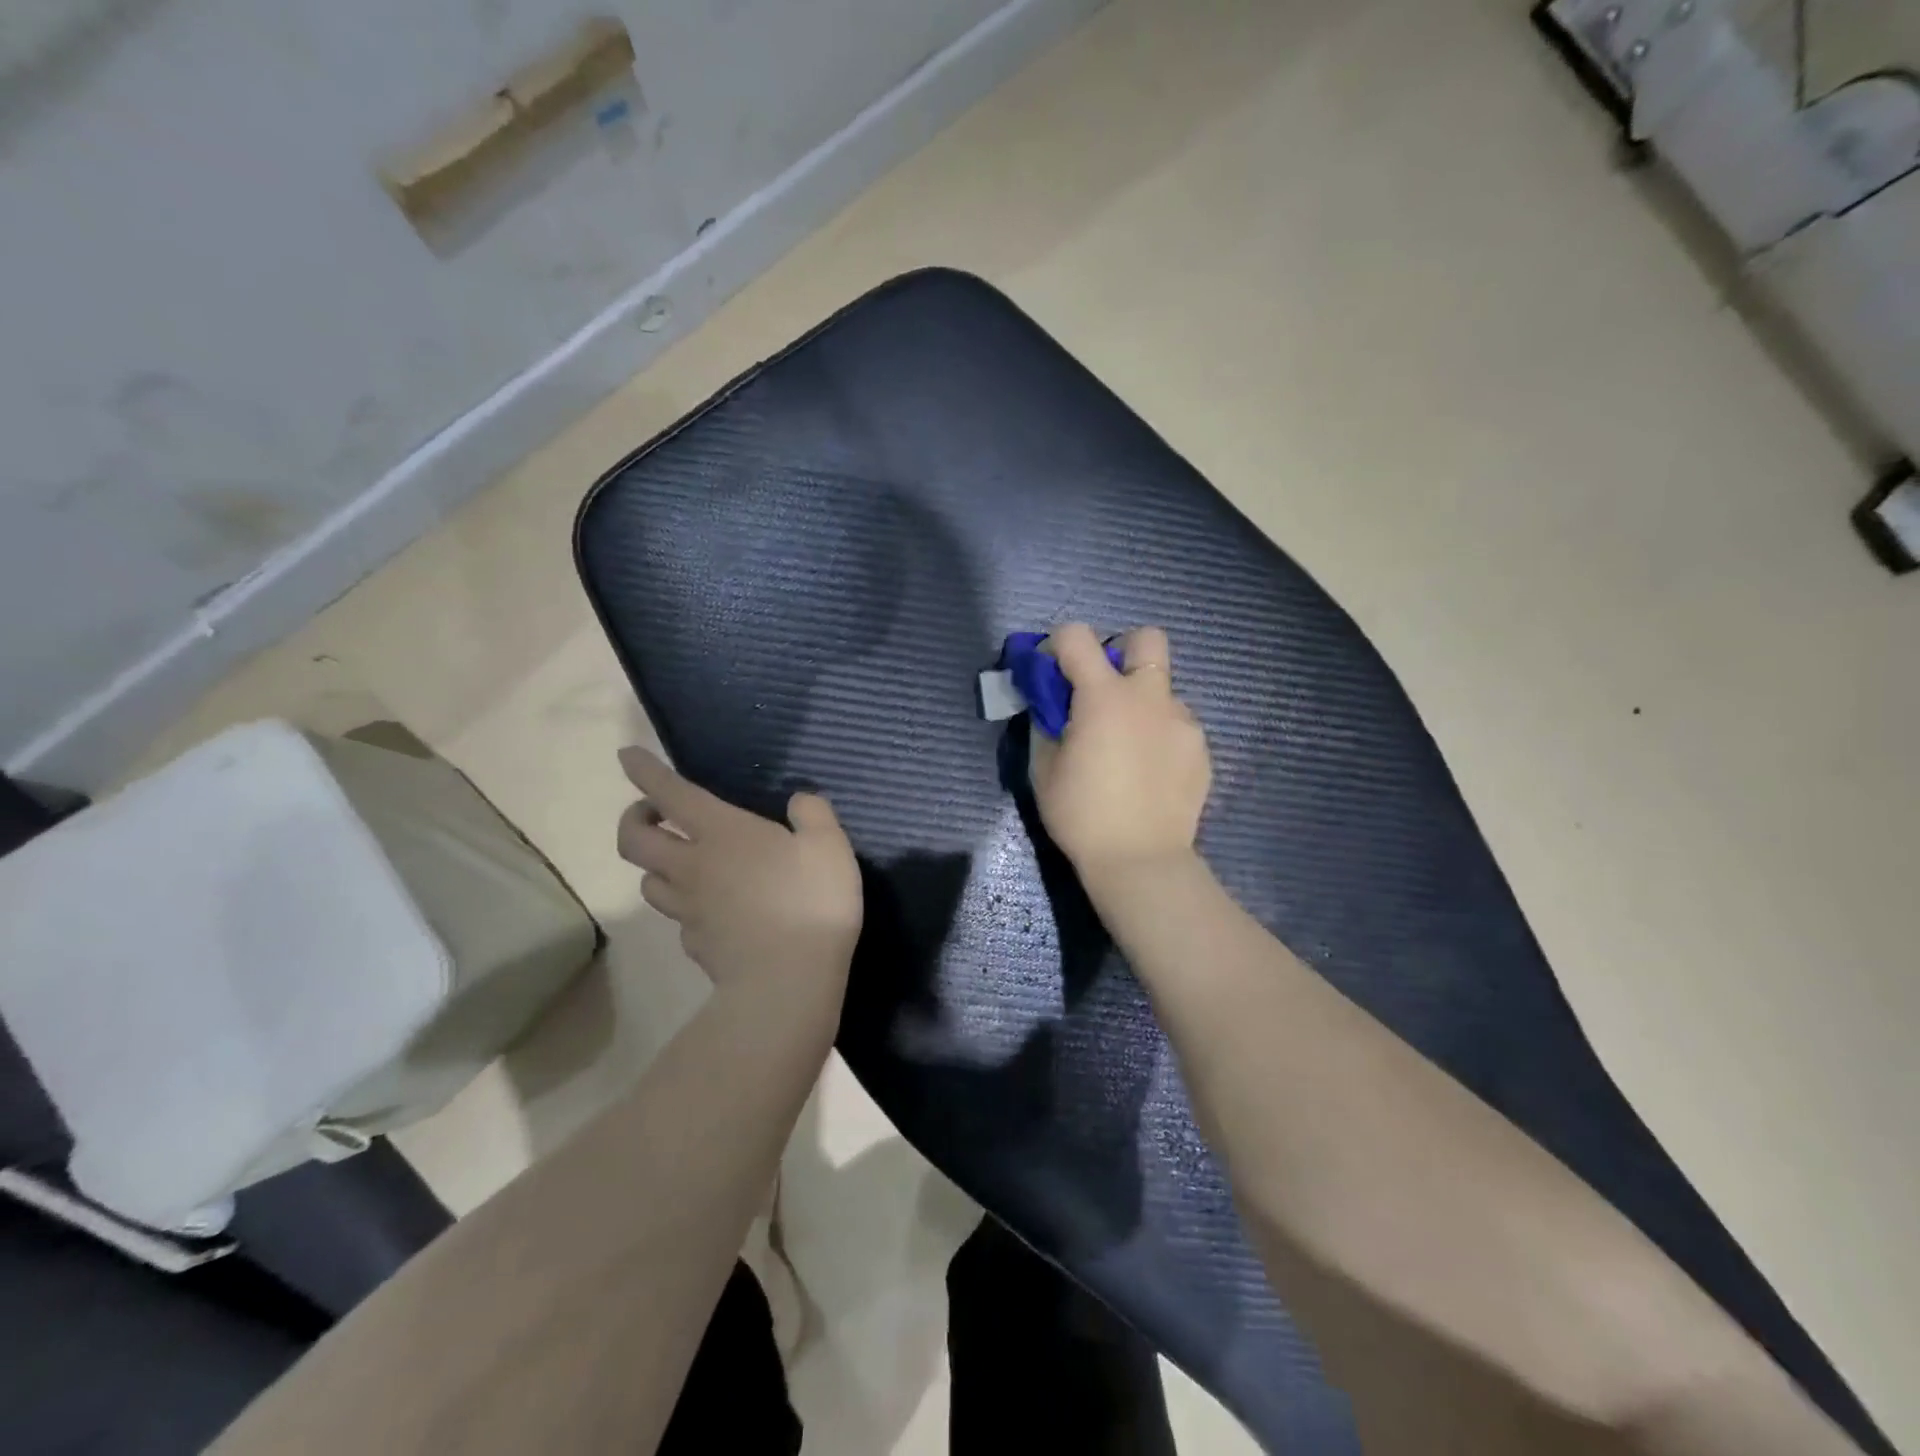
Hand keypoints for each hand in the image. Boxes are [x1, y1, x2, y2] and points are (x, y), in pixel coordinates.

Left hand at [617, 748, 862, 1007]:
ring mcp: (689, 909)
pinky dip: (686, 907)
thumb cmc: (811, 901)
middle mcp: (693, 866)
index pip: (670, 793)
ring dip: (657, 865)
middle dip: (634, 819)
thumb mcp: (829, 845)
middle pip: (634, 840)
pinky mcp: (696, 944)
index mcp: (722, 832)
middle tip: (653, 814)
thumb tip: (800, 801)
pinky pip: (680, 918)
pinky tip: (710, 909)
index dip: (645, 771)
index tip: (627, 755)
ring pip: (649, 882)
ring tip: (680, 862)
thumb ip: (813, 814)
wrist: (787, 981)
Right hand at [1029, 624, 1211, 886]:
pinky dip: (1159, 734)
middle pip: (1147, 639)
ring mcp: (1182, 721)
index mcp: (1104, 696)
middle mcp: (1149, 696)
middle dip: (1122, 651)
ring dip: (1141, 702)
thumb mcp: (1043, 769)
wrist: (1140, 860)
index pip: (1077, 636)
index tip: (1051, 672)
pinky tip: (1149, 771)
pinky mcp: (1201, 748)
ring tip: (1128, 747)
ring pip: (1163, 689)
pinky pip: (1177, 724)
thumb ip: (1044, 724)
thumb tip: (1049, 705)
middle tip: (1103, 690)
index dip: (1058, 644)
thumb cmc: (1082, 815)